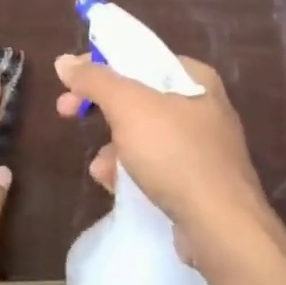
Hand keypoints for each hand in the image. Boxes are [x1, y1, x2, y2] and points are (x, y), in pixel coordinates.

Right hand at [54, 53, 285, 275]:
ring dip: (113, 146)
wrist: (221, 228)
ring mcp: (203, 146)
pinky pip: (154, 164)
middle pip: (137, 95)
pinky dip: (131, 170)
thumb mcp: (128, 107)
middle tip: (66, 112)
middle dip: (101, 109)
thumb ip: (95, 79)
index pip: (138, 56)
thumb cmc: (175, 155)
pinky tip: (116, 185)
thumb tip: (65, 61)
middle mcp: (202, 106)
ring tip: (101, 167)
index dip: (99, 64)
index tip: (68, 80)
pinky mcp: (198, 180)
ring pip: (142, 133)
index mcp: (194, 78)